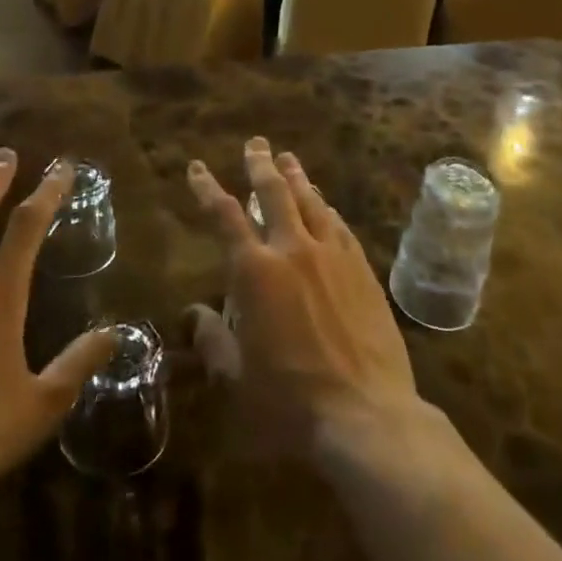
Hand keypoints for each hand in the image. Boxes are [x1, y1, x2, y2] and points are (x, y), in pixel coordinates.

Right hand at [185, 138, 424, 456]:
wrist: (367, 417)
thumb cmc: (290, 402)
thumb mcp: (235, 378)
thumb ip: (212, 340)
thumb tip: (193, 314)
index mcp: (254, 272)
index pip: (224, 216)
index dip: (207, 188)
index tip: (198, 168)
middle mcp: (293, 250)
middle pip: (273, 193)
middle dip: (259, 165)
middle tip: (255, 144)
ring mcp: (332, 256)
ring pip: (311, 201)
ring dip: (296, 177)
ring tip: (287, 158)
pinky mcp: (362, 270)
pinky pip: (339, 226)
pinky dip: (326, 208)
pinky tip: (324, 205)